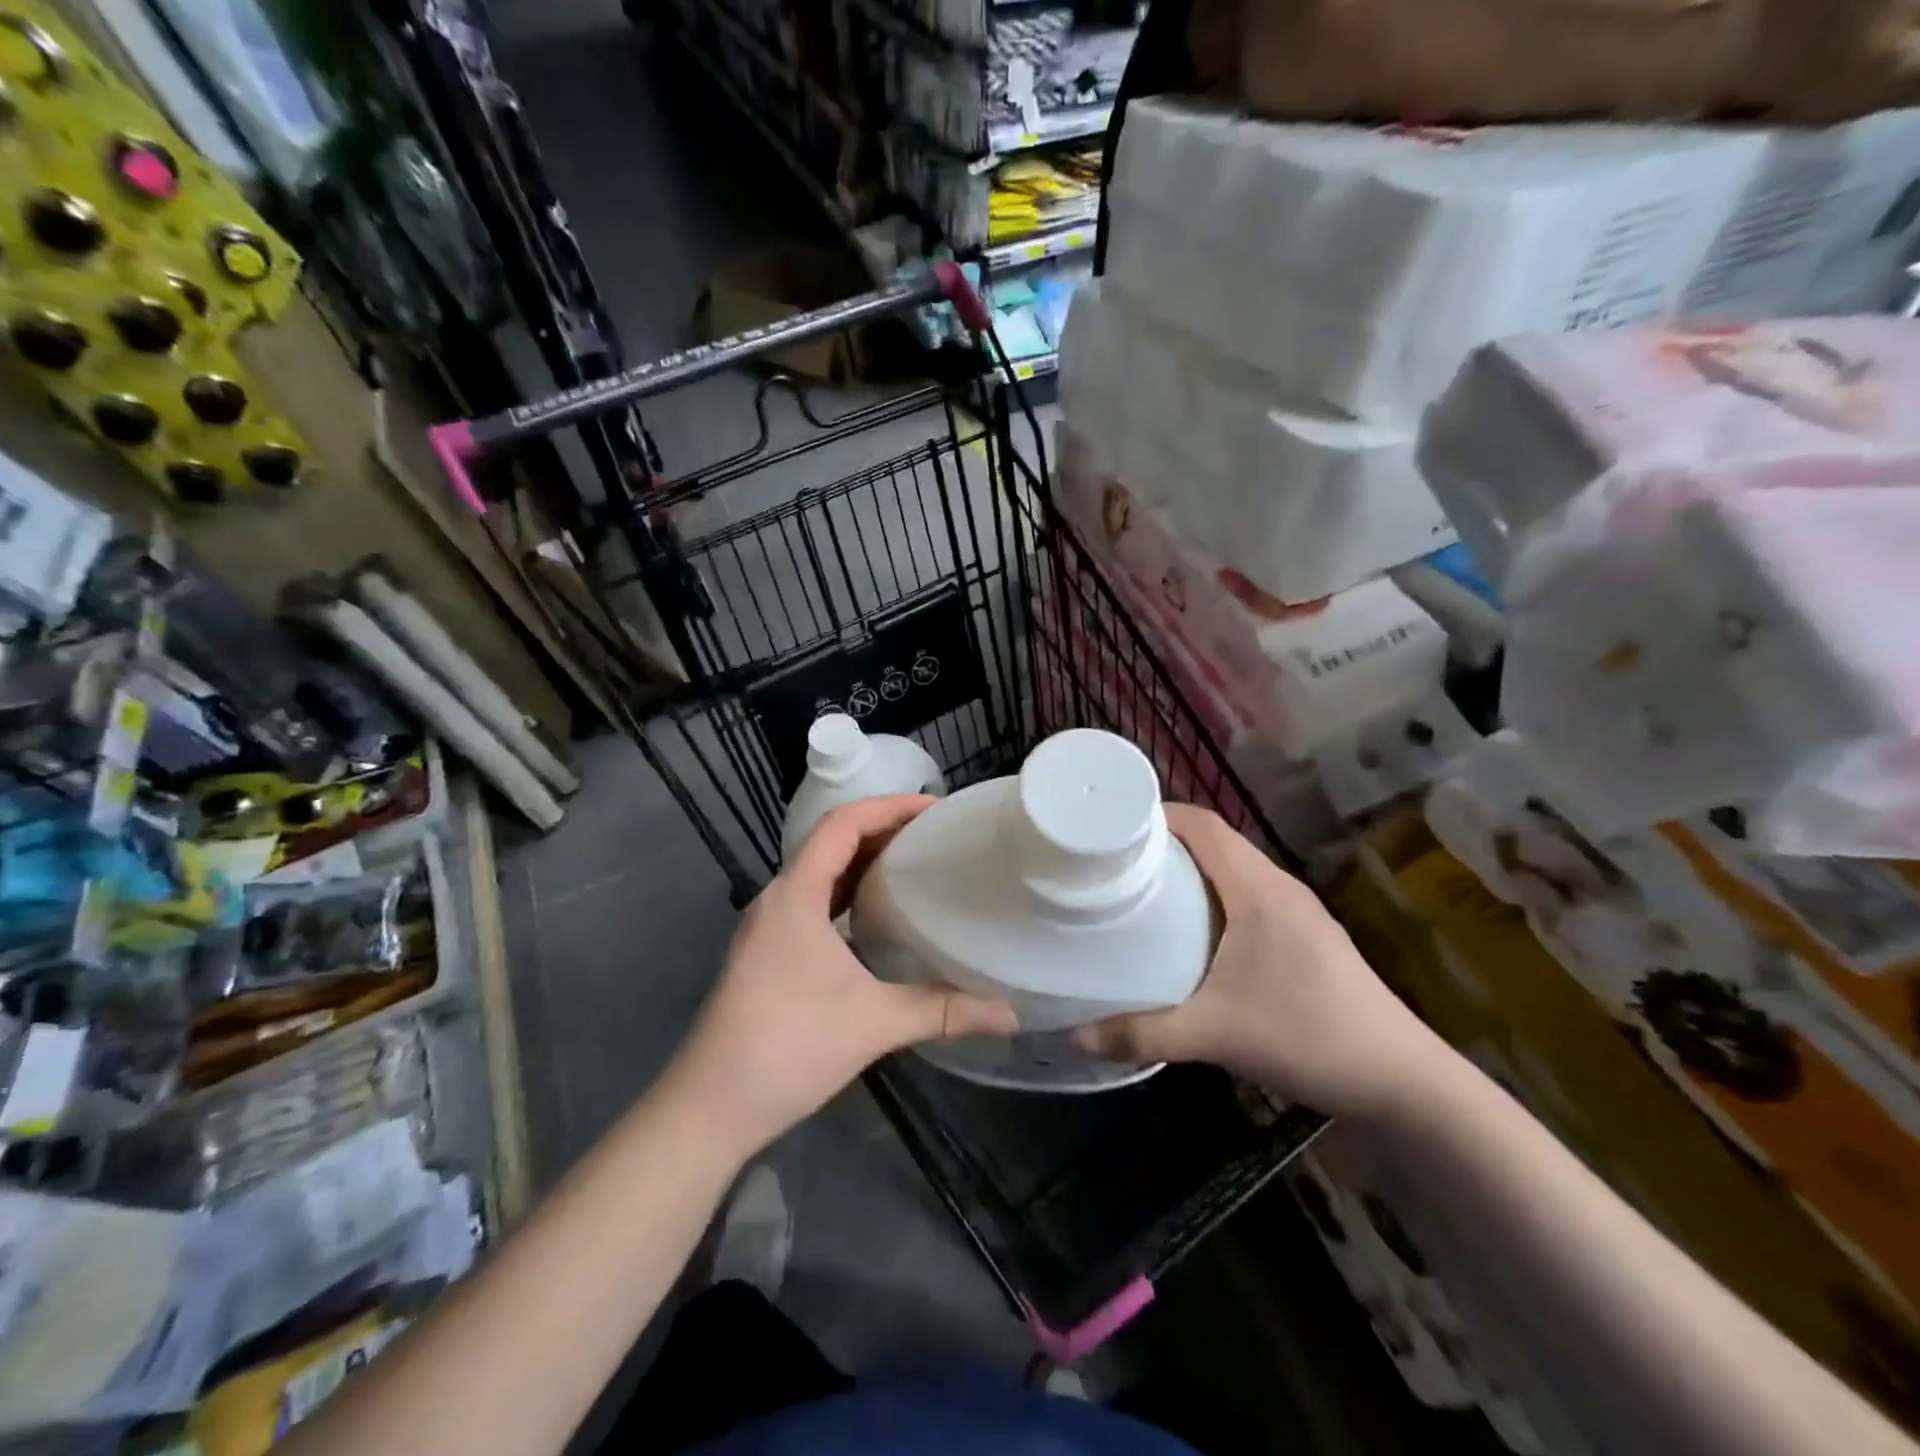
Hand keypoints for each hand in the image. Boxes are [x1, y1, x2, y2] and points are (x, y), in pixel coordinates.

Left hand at [666, 796, 1017, 1154]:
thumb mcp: (873, 1023)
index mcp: (796, 894)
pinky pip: (814, 902)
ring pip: (821, 873)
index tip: (936, 809)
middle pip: (832, 842)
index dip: (889, 806)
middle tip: (936, 836)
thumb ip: (943, 1011)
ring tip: (915, 866)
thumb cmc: (788, 1047)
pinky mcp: (768, 953)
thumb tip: (1010, 1015)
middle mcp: (778, 899)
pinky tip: (877, 917)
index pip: (843, 824)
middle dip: (884, 830)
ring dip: (864, 862)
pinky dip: (848, 894)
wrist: (709, 1107)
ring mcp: (769, 927)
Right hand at [1074, 805, 1452, 1123]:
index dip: (1156, 815)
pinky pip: (1247, 895)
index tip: (1109, 830)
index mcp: (1258, 889)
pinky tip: (1191, 934)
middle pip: (1214, 841)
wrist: (1402, 1082)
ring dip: (1190, 871)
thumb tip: (1076, 1036)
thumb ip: (1142, 1035)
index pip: (1203, 824)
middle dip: (1163, 844)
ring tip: (1142, 893)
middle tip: (1113, 864)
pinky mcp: (1306, 936)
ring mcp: (1297, 912)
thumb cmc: (1307, 1037)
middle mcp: (1279, 887)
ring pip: (1233, 869)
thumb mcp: (1215, 1036)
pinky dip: (1213, 896)